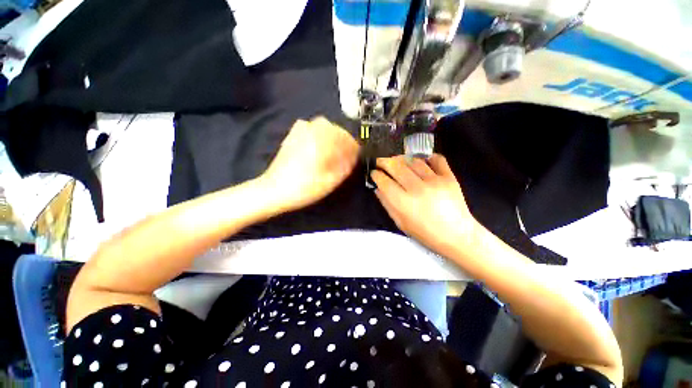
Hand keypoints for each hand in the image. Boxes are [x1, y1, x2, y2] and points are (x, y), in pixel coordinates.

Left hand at [261, 117, 359, 211]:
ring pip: (323, 125)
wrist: (274, 190)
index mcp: (321, 143)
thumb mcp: (329, 182)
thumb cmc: (303, 188)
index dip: (354, 147)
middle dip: (344, 139)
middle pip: (335, 128)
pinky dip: (319, 133)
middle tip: (346, 153)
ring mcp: (299, 132)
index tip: (357, 155)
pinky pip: (310, 127)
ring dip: (332, 135)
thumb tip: (353, 158)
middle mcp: (311, 132)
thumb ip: (345, 167)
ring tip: (334, 149)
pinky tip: (319, 145)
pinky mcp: (292, 136)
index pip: (345, 138)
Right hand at [371, 154, 478, 253]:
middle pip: (396, 167)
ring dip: (402, 159)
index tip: (373, 172)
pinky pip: (436, 159)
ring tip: (398, 161)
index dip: (376, 175)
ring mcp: (434, 181)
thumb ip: (387, 204)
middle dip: (384, 161)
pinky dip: (427, 157)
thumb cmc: (425, 232)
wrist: (456, 234)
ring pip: (413, 161)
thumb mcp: (400, 223)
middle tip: (380, 161)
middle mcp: (417, 188)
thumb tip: (378, 188)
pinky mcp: (449, 177)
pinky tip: (422, 160)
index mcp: (403, 202)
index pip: (384, 181)